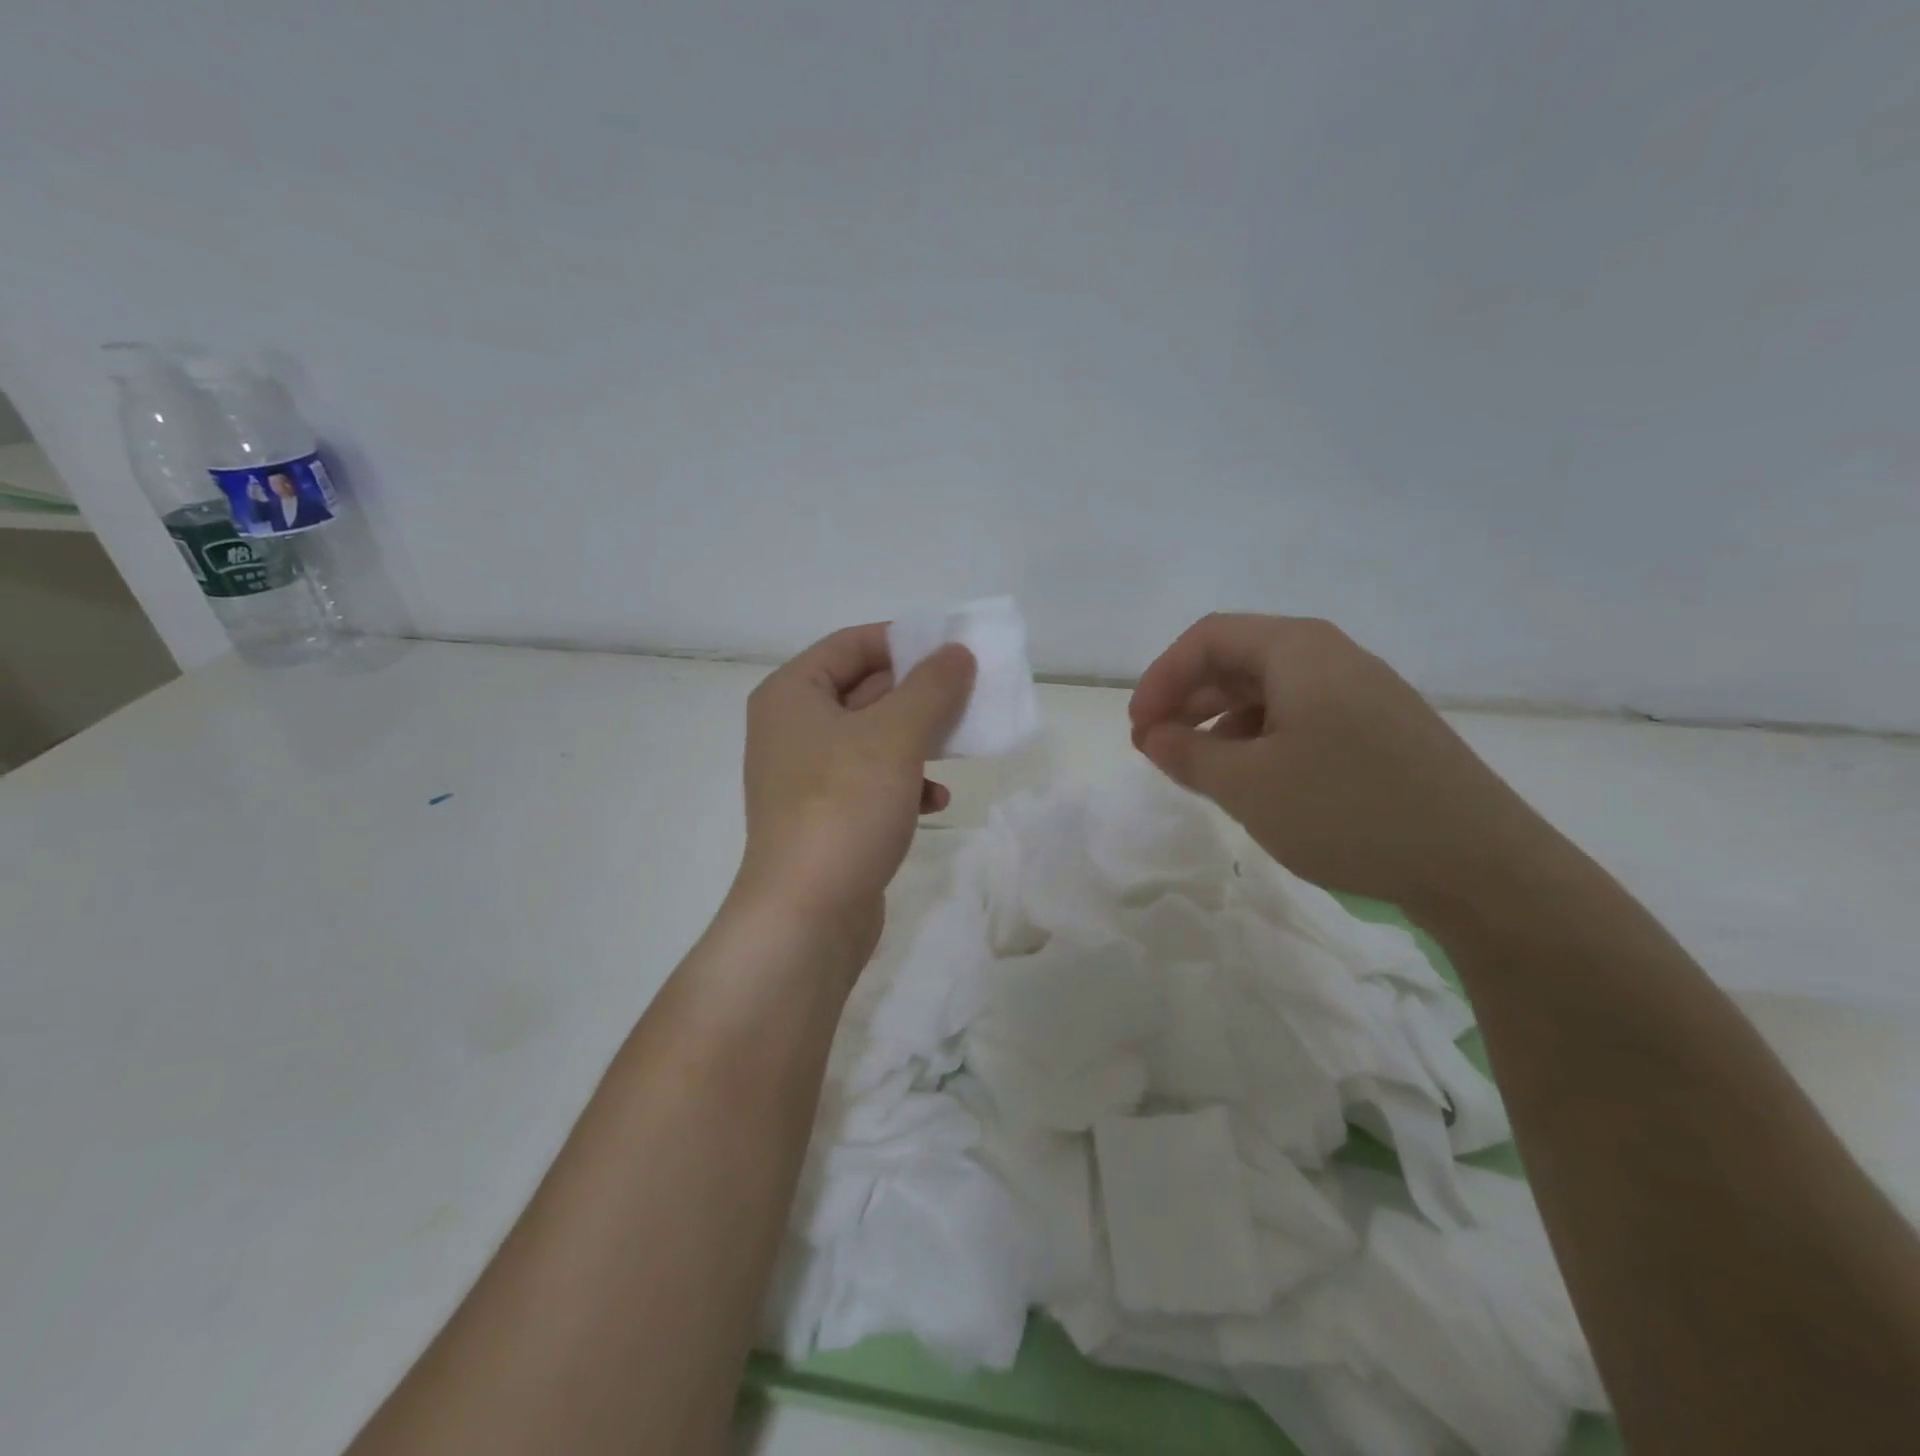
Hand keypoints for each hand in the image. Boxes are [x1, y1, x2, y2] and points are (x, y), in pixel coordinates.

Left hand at [733, 624, 975, 967]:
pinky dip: (905, 784)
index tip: (952, 649)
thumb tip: (957, 653)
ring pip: (874, 740)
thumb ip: (931, 687)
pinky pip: (871, 783)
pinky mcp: (826, 818)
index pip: (850, 644)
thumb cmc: (844, 807)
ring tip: (959, 745)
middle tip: (968, 694)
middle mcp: (792, 729)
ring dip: (918, 740)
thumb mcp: (895, 736)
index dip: (902, 641)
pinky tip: (936, 802)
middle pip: (864, 691)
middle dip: (918, 694)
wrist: (806, 916)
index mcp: (792, 695)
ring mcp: (807, 777)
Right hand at [1129, 614, 1552, 917]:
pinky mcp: (1383, 731)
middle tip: (1156, 748)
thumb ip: (1187, 754)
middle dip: (1188, 699)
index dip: (1161, 678)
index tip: (1139, 729)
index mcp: (1299, 650)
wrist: (1481, 866)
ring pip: (1270, 691)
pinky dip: (1261, 739)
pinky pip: (1303, 717)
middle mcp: (1334, 657)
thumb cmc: (1348, 811)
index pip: (1208, 639)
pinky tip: (1254, 780)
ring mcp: (1365, 694)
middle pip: (1240, 659)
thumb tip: (1153, 736)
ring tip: (1197, 768)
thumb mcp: (1247, 785)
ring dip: (1221, 722)